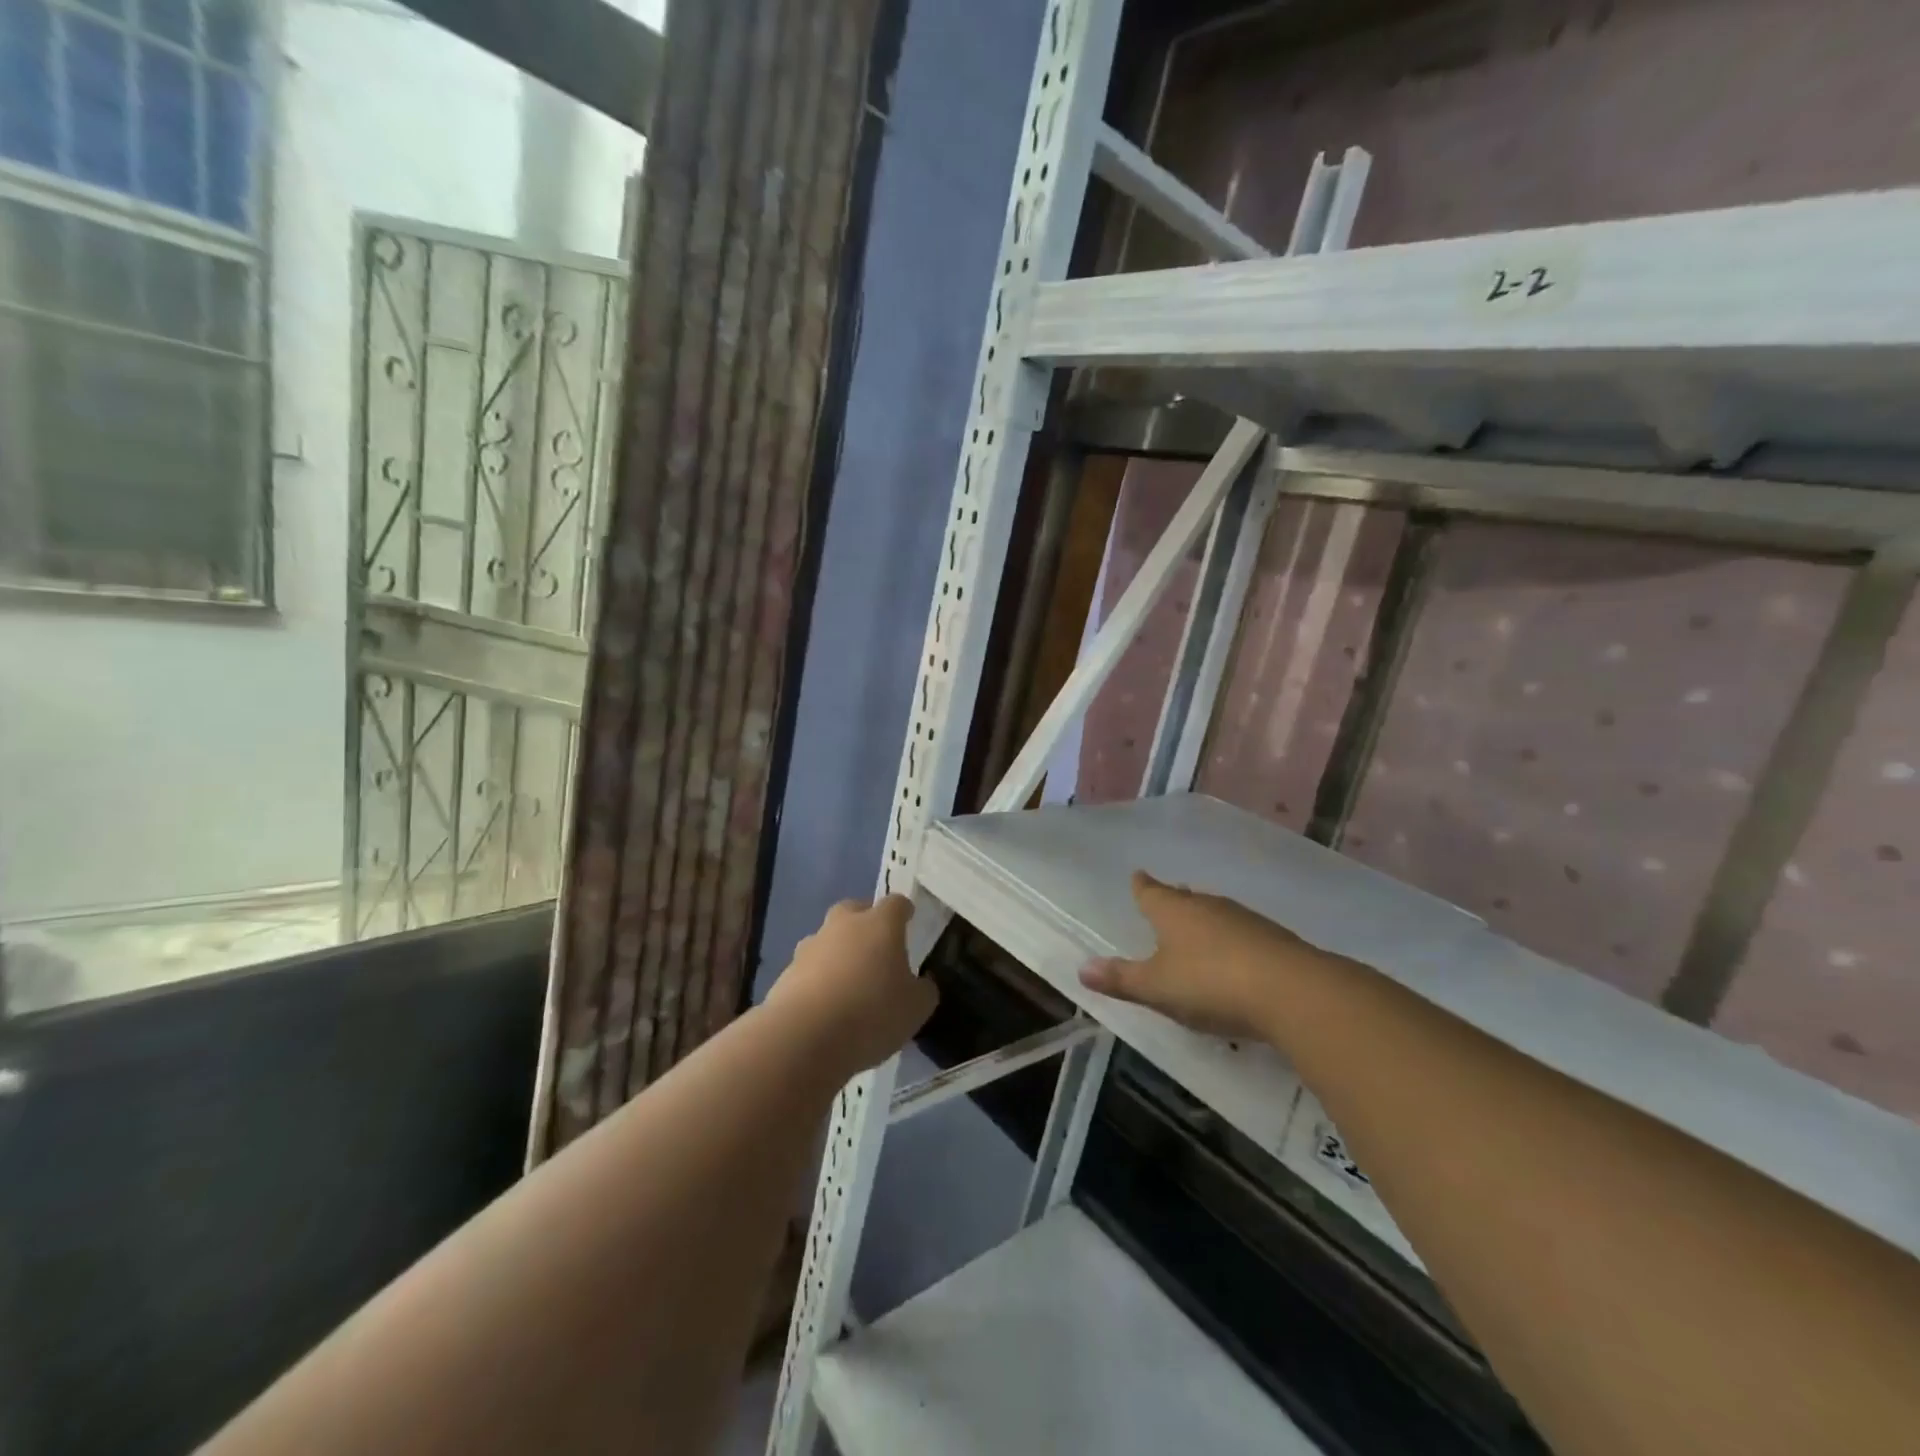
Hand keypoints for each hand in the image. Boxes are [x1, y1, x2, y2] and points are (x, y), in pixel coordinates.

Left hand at [769, 896, 937, 1072]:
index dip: (904, 911)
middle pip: (855, 910)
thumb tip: (921, 983)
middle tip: (877, 947)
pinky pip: (809, 968)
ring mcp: (811, 946)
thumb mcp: (916, 1009)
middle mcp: (844, 925)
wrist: (803, 1037)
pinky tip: (826, 1006)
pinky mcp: (787, 972)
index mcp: (880, 924)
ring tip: (849, 982)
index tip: (909, 920)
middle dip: (865, 922)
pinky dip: (818, 980)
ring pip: (828, 939)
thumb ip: (923, 990)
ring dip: (838, 952)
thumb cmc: (872, 1013)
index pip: (896, 904)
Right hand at [1080, 870, 1335, 1041]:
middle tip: (1166, 898)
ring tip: (1197, 926)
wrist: (1293, 992)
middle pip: (1185, 898)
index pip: (1150, 892)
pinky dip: (1232, 940)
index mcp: (1173, 911)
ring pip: (1215, 912)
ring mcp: (1244, 920)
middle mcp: (1207, 906)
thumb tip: (1081, 968)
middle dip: (1173, 899)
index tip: (1137, 875)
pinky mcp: (1274, 939)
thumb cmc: (1211, 984)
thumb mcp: (1157, 988)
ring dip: (1204, 918)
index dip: (1141, 886)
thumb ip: (1121, 979)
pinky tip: (1235, 955)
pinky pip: (1242, 932)